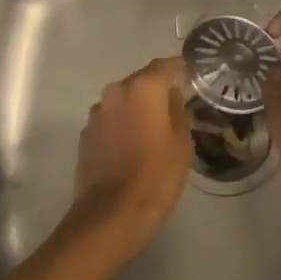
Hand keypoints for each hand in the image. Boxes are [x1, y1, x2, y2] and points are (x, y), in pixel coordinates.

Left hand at [72, 56, 192, 243]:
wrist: (112, 213)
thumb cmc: (157, 175)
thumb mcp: (182, 143)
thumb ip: (177, 111)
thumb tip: (172, 97)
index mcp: (143, 88)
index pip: (165, 66)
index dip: (181, 69)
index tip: (194, 76)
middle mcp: (115, 92)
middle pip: (141, 82)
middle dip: (158, 91)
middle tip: (177, 106)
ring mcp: (96, 114)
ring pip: (124, 102)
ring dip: (138, 109)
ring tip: (155, 129)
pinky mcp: (86, 135)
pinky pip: (111, 121)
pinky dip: (123, 125)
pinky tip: (134, 145)